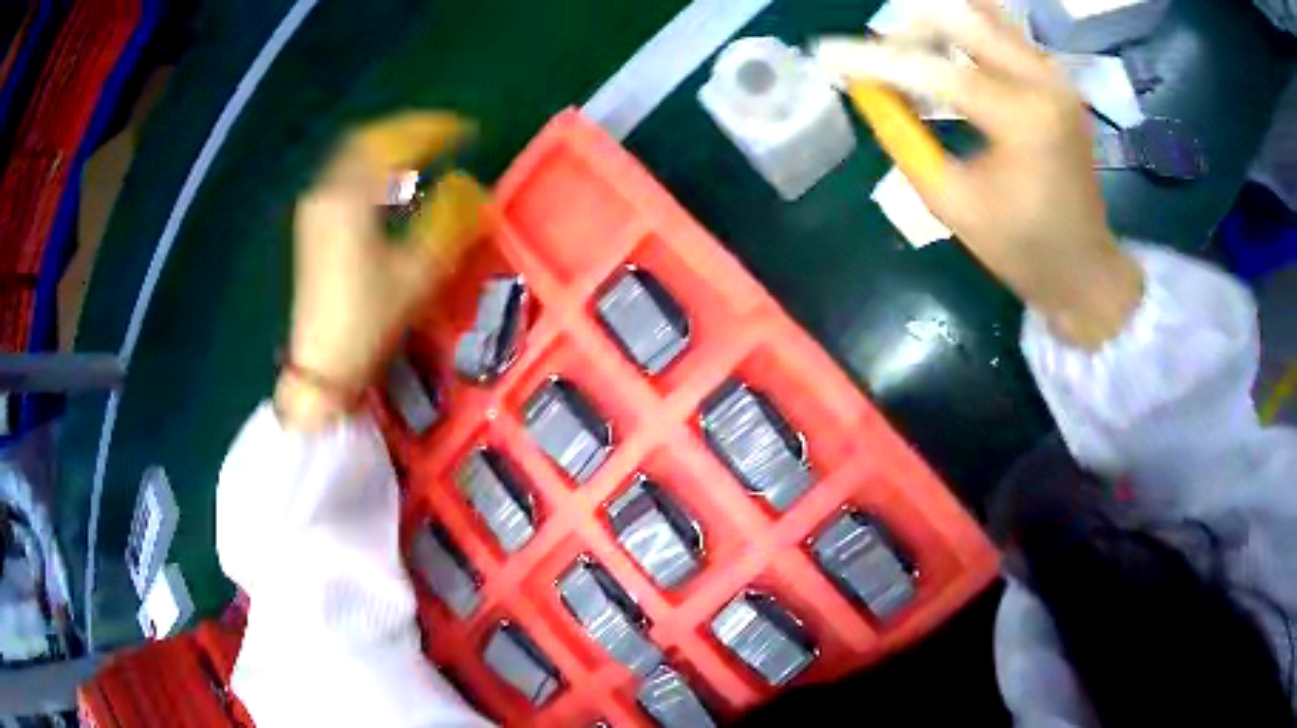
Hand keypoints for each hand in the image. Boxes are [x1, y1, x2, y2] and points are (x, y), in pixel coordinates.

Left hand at [277, 112, 489, 428]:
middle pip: (369, 139)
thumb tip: (470, 187)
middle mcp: (329, 191)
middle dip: (409, 129)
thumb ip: (449, 222)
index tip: (468, 131)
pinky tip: (387, 180)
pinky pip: (344, 172)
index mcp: (353, 198)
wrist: (322, 363)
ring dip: (389, 145)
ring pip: (353, 154)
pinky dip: (371, 164)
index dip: (435, 130)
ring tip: (422, 151)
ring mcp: (316, 206)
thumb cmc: (369, 320)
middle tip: (445, 134)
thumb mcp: (418, 273)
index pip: (396, 144)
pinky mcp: (313, 222)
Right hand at [817, 0, 1142, 348]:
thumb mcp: (951, 203)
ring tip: (910, 58)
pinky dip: (962, 35)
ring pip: (979, 14)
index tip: (824, 53)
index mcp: (1024, 121)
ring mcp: (1053, 73)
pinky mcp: (1054, 75)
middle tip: (880, 60)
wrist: (1084, 266)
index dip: (875, 60)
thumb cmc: (1021, 249)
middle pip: (959, 18)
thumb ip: (904, 138)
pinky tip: (943, 58)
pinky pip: (998, 30)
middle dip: (908, 32)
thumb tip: (866, 88)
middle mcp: (1043, 80)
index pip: (937, 71)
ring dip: (935, 28)